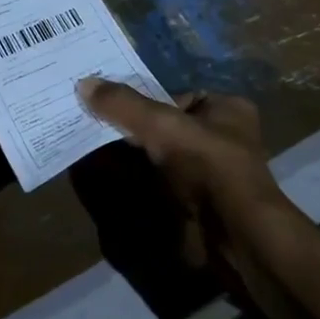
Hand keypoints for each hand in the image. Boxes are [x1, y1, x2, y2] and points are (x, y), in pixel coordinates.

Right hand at [77, 80, 295, 279]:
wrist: (235, 235)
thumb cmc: (208, 165)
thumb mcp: (162, 125)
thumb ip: (124, 105)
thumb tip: (84, 84)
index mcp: (227, 109)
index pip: (177, 96)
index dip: (144, 99)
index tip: (110, 104)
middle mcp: (224, 138)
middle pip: (168, 127)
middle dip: (135, 130)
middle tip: (97, 128)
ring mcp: (213, 174)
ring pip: (164, 158)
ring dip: (135, 159)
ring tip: (98, 153)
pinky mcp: (202, 204)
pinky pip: (164, 185)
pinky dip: (142, 184)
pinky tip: (117, 181)